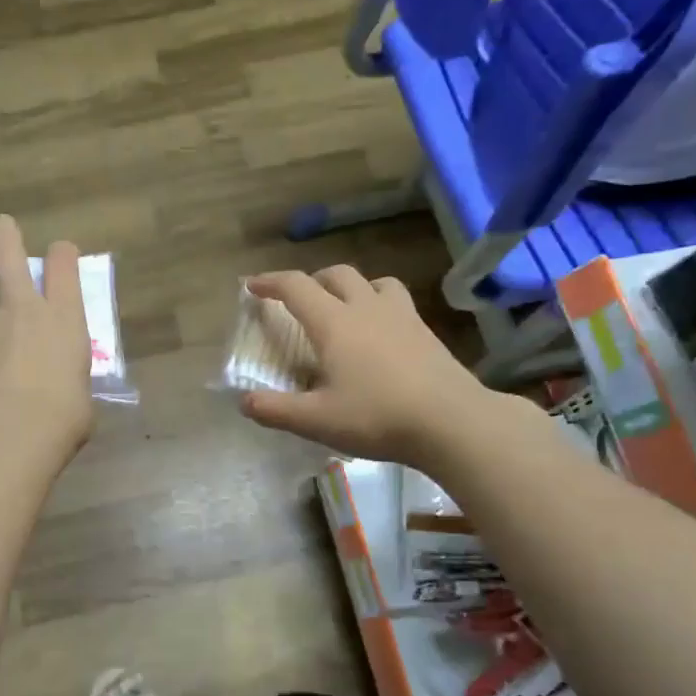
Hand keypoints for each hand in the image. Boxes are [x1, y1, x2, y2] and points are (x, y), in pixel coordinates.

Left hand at [0, 216, 94, 467]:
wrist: (11, 434)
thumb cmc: (65, 415)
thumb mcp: (82, 392)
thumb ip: (70, 377)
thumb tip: (65, 385)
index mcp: (64, 317)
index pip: (63, 264)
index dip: (62, 254)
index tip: (61, 254)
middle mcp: (23, 310)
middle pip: (8, 255)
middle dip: (4, 237)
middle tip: (0, 227)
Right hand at [239, 266, 508, 467]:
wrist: (452, 421)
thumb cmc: (377, 417)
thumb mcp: (316, 420)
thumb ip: (275, 410)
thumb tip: (244, 401)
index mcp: (334, 323)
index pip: (295, 287)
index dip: (270, 282)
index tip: (252, 285)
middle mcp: (366, 308)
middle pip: (335, 274)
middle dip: (311, 280)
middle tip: (298, 301)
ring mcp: (401, 316)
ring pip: (372, 281)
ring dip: (350, 287)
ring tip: (342, 309)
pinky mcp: (425, 331)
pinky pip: (396, 300)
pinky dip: (378, 303)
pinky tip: (379, 332)